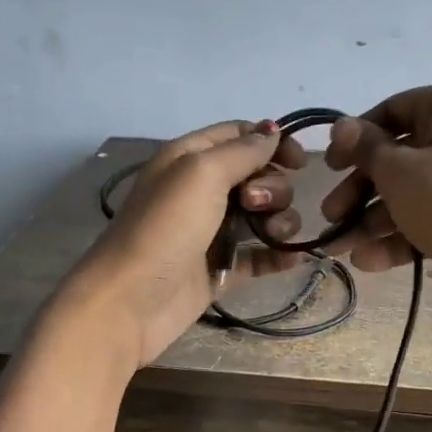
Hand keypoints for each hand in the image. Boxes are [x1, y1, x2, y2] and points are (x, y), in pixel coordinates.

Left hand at [64, 120, 307, 365]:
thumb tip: (273, 130)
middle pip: (258, 176)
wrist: (131, 301)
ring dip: (281, 221)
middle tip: (255, 205)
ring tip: (275, 236)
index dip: (272, 142)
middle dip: (273, 187)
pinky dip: (278, 255)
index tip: (300, 161)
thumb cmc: (165, 227)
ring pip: (263, 216)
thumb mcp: (201, 173)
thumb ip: (242, 151)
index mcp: (191, 158)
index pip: (239, 135)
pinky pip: (259, 255)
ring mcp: (213, 231)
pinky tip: (295, 258)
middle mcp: (203, 191)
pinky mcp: (221, 269)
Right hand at [323, 82, 431, 332]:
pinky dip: (402, 235)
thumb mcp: (399, 173)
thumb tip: (342, 127)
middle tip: (329, 216)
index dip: (355, 138)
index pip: (394, 109)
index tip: (329, 167)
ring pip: (414, 191)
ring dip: (373, 220)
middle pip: (401, 156)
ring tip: (340, 249)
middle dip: (360, 190)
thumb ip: (365, 148)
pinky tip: (368, 262)